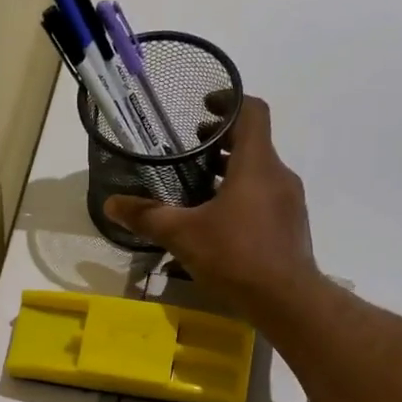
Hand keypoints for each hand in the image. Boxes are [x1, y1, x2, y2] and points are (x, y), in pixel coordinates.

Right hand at [103, 93, 318, 311]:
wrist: (286, 300)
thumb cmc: (235, 256)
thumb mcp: (182, 235)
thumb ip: (147, 216)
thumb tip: (111, 204)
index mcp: (256, 164)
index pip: (251, 111)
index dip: (228, 101)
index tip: (203, 107)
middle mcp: (278, 175)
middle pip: (252, 143)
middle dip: (221, 142)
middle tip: (189, 152)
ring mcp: (289, 202)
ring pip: (258, 173)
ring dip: (230, 173)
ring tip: (197, 189)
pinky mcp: (291, 226)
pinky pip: (265, 199)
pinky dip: (242, 198)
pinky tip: (218, 223)